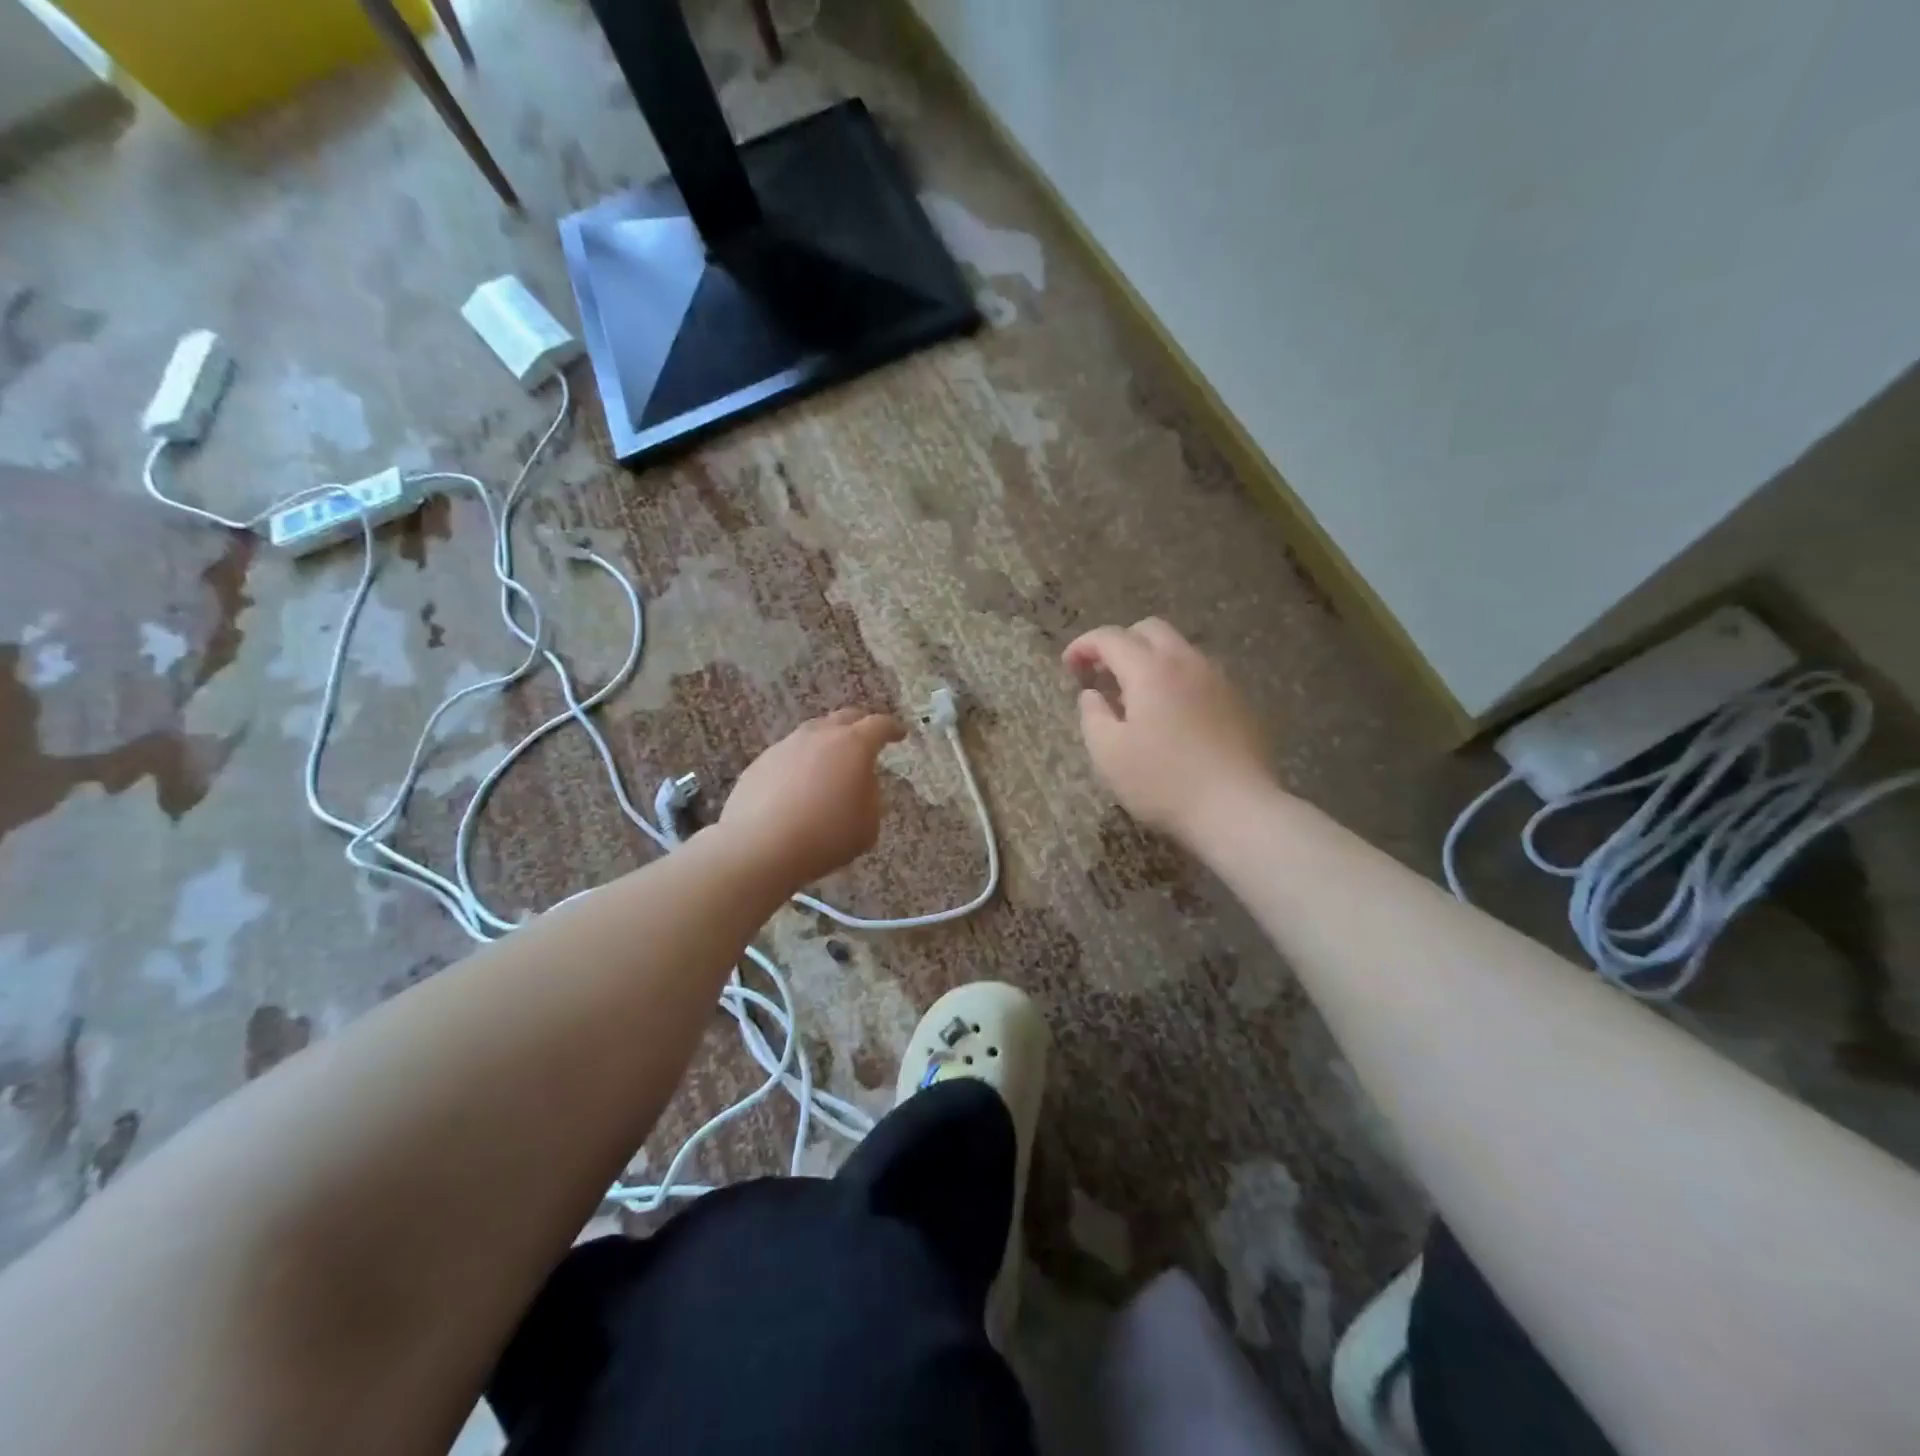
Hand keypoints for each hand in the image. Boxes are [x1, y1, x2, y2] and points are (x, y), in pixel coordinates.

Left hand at [718, 709, 907, 887]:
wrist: (759, 847)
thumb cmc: (825, 836)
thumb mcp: (867, 825)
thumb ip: (870, 798)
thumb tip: (861, 785)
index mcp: (853, 745)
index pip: (879, 725)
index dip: (893, 728)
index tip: (900, 733)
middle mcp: (819, 736)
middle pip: (845, 718)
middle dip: (861, 724)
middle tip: (868, 737)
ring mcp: (786, 746)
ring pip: (813, 733)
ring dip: (827, 742)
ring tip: (832, 762)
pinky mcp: (760, 762)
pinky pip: (789, 754)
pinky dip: (801, 763)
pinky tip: (799, 785)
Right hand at [1063, 618, 1273, 843]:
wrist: (1237, 808)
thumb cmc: (1163, 782)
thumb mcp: (1108, 753)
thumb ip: (1092, 715)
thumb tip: (1093, 694)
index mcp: (1150, 670)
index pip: (1110, 638)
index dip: (1083, 645)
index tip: (1068, 666)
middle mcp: (1187, 662)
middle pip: (1149, 630)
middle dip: (1119, 644)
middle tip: (1101, 675)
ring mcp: (1218, 679)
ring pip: (1178, 650)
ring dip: (1149, 660)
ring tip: (1134, 697)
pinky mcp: (1238, 701)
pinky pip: (1199, 674)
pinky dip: (1175, 680)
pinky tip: (1170, 715)